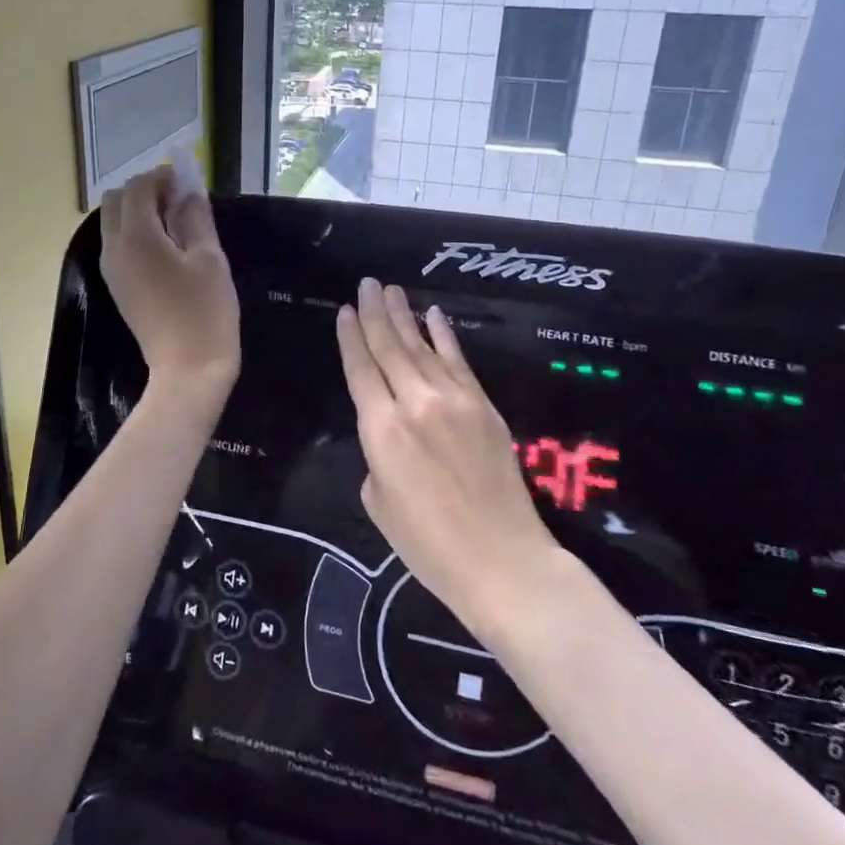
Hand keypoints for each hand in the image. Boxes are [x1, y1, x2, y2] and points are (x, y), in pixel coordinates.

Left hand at [100, 167, 239, 405]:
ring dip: (138, 212)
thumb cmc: (205, 312)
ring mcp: (111, 270)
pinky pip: (117, 245)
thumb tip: (189, 192)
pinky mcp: (117, 287)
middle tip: (178, 200)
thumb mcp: (209, 259)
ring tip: (175, 222)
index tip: (187, 182)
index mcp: (136, 238)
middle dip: (143, 191)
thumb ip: (196, 218)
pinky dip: (135, 233)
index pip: (137, 189)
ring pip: (112, 223)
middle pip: (114, 201)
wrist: (188, 370)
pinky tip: (166, 246)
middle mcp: (114, 249)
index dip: (161, 177)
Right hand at [336, 279, 561, 640]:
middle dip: (374, 313)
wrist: (501, 560)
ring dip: (405, 315)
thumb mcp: (378, 502)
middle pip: (389, 347)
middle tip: (366, 284)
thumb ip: (376, 456)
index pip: (360, 369)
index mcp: (380, 429)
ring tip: (391, 290)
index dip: (350, 337)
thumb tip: (390, 435)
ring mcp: (453, 400)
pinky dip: (444, 335)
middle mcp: (414, 403)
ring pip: (421, 347)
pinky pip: (459, 360)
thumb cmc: (427, 544)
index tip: (343, 310)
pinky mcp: (484, 406)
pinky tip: (433, 315)